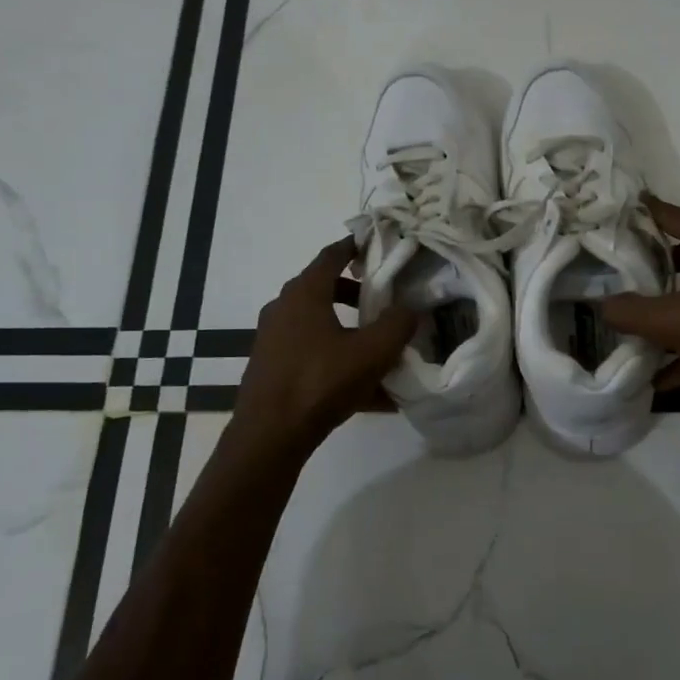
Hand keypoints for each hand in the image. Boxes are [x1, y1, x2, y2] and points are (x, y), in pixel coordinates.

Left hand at [232, 238, 416, 455]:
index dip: (355, 246)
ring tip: (379, 347)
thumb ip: (397, 324)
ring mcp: (274, 339)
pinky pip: (313, 354)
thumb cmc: (321, 381)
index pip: (332, 255)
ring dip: (348, 329)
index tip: (376, 245)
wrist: (270, 434)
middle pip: (324, 289)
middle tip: (385, 300)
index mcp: (305, 293)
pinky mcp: (272, 366)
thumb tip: (410, 310)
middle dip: (357, 293)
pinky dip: (337, 359)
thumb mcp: (372, 352)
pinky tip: (368, 390)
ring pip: (319, 324)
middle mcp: (284, 308)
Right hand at [602, 197, 679, 400]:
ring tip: (647, 328)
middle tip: (627, 277)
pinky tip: (672, 372)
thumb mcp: (673, 322)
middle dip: (659, 269)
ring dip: (679, 308)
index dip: (643, 215)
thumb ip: (630, 312)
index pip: (673, 216)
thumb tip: (601, 306)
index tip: (620, 213)